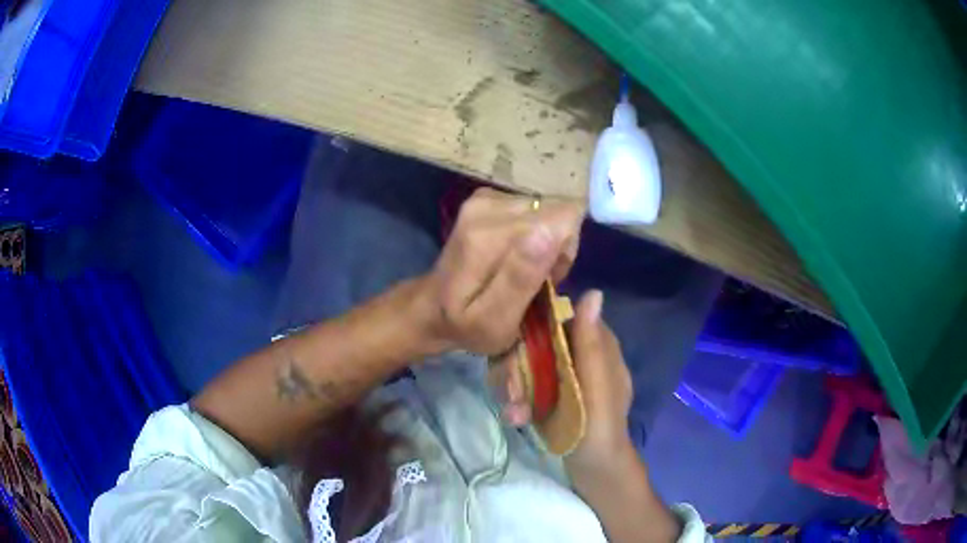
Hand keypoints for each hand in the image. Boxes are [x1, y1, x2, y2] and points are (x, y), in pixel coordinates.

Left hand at [422, 188, 583, 354]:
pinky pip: (531, 210)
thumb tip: (550, 232)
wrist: (430, 308)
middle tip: (536, 280)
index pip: (564, 217)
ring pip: (546, 210)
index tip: (549, 277)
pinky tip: (515, 257)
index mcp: (490, 235)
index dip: (566, 249)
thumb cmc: (466, 325)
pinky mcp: (487, 198)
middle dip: (557, 247)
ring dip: (546, 242)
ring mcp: (485, 198)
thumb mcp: (496, 320)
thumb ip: (522, 278)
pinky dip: (533, 234)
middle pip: (556, 211)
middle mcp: (488, 206)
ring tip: (524, 272)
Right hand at [496, 290, 633, 472]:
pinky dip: (516, 400)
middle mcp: (576, 353)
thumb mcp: (598, 386)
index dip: (533, 324)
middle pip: (534, 340)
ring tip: (515, 413)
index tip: (516, 343)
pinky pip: (522, 384)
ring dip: (513, 387)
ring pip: (523, 362)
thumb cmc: (601, 428)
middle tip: (512, 393)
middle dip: (517, 367)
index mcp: (596, 344)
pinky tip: (515, 418)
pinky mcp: (546, 393)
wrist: (594, 471)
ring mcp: (560, 374)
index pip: (559, 316)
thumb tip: (593, 291)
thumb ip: (591, 343)